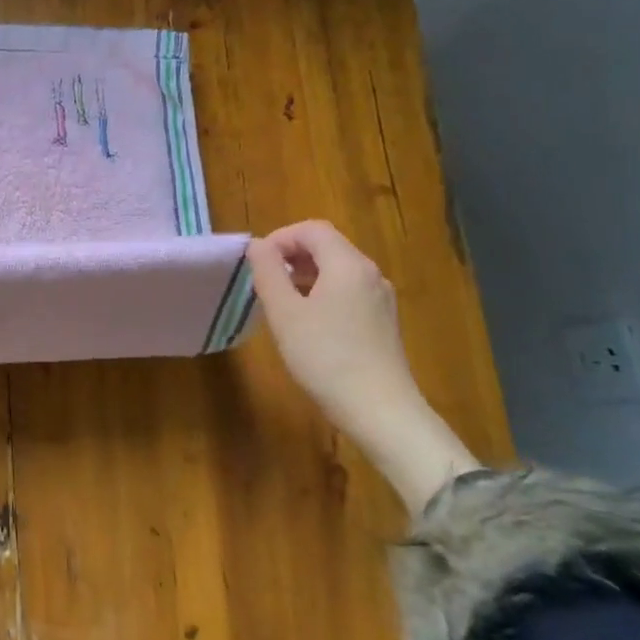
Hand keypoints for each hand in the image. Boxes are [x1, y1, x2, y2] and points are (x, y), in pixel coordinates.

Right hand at [246, 221, 417, 439]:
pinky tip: (307, 323)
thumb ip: (268, 272)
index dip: (280, 238)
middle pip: (328, 246)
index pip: (312, 229)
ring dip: (305, 275)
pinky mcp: (383, 322)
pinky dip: (323, 293)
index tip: (256, 264)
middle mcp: (370, 273)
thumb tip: (258, 245)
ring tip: (280, 302)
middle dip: (291, 256)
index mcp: (348, 264)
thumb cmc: (325, 357)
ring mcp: (381, 298)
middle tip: (264, 282)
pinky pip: (348, 292)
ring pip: (338, 270)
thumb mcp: (285, 313)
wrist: (379, 410)